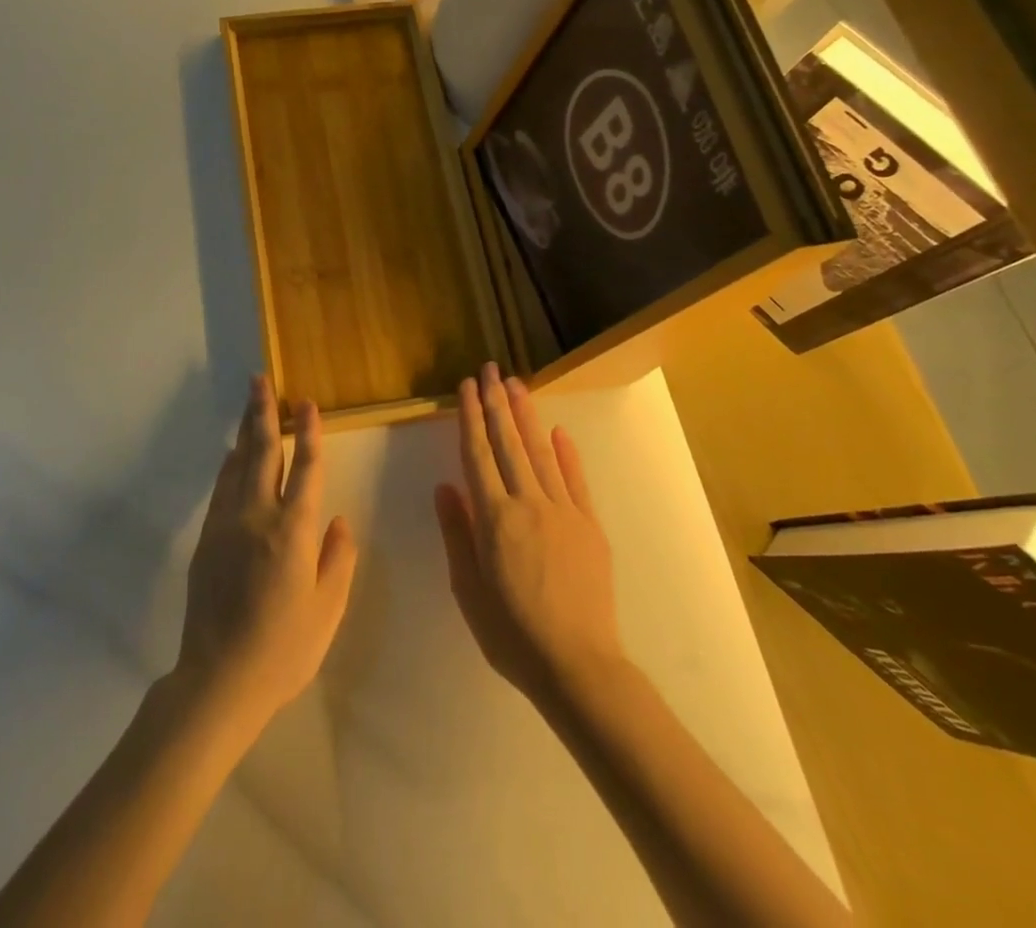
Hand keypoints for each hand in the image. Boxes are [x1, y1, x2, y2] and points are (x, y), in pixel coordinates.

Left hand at [175, 377, 357, 731]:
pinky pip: (221, 488)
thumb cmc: (284, 649)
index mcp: (294, 531)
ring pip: (238, 464)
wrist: (219, 680)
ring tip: (250, 403)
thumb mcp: (328, 610)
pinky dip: (230, 464)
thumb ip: (338, 559)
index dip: (310, 433)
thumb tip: (340, 520)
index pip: (307, 469)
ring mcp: (227, 525)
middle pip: (264, 452)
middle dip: (264, 412)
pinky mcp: (206, 539)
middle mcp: (258, 516)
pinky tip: (233, 454)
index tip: (308, 404)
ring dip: (245, 431)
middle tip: (261, 380)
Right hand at [435, 363, 622, 705]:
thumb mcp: (468, 589)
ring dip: (526, 416)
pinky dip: (566, 453)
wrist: (578, 665)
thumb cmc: (512, 633)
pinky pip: (575, 480)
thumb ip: (457, 532)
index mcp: (494, 517)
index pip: (477, 454)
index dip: (471, 418)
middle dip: (497, 402)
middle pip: (508, 443)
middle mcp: (527, 502)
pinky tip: (557, 431)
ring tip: (516, 384)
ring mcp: (563, 511)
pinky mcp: (589, 525)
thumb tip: (445, 485)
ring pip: (540, 452)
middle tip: (490, 369)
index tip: (467, 387)